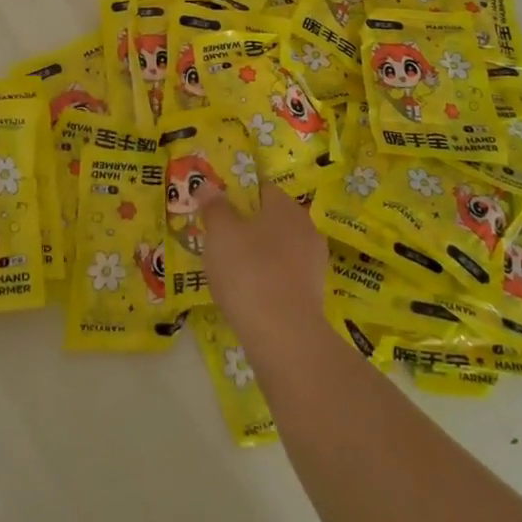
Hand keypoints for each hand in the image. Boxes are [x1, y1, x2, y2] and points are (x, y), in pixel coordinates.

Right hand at [200, 184, 327, 355]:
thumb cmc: (248, 271)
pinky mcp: (313, 294)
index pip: (261, 188)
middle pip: (271, 219)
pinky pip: (283, 276)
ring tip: (229, 270)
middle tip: (218, 240)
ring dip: (257, 255)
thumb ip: (214, 207)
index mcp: (286, 206)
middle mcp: (306, 228)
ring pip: (278, 249)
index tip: (216, 210)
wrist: (283, 335)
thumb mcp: (220, 233)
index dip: (237, 195)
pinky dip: (267, 279)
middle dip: (246, 227)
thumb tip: (208, 186)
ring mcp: (313, 263)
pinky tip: (248, 293)